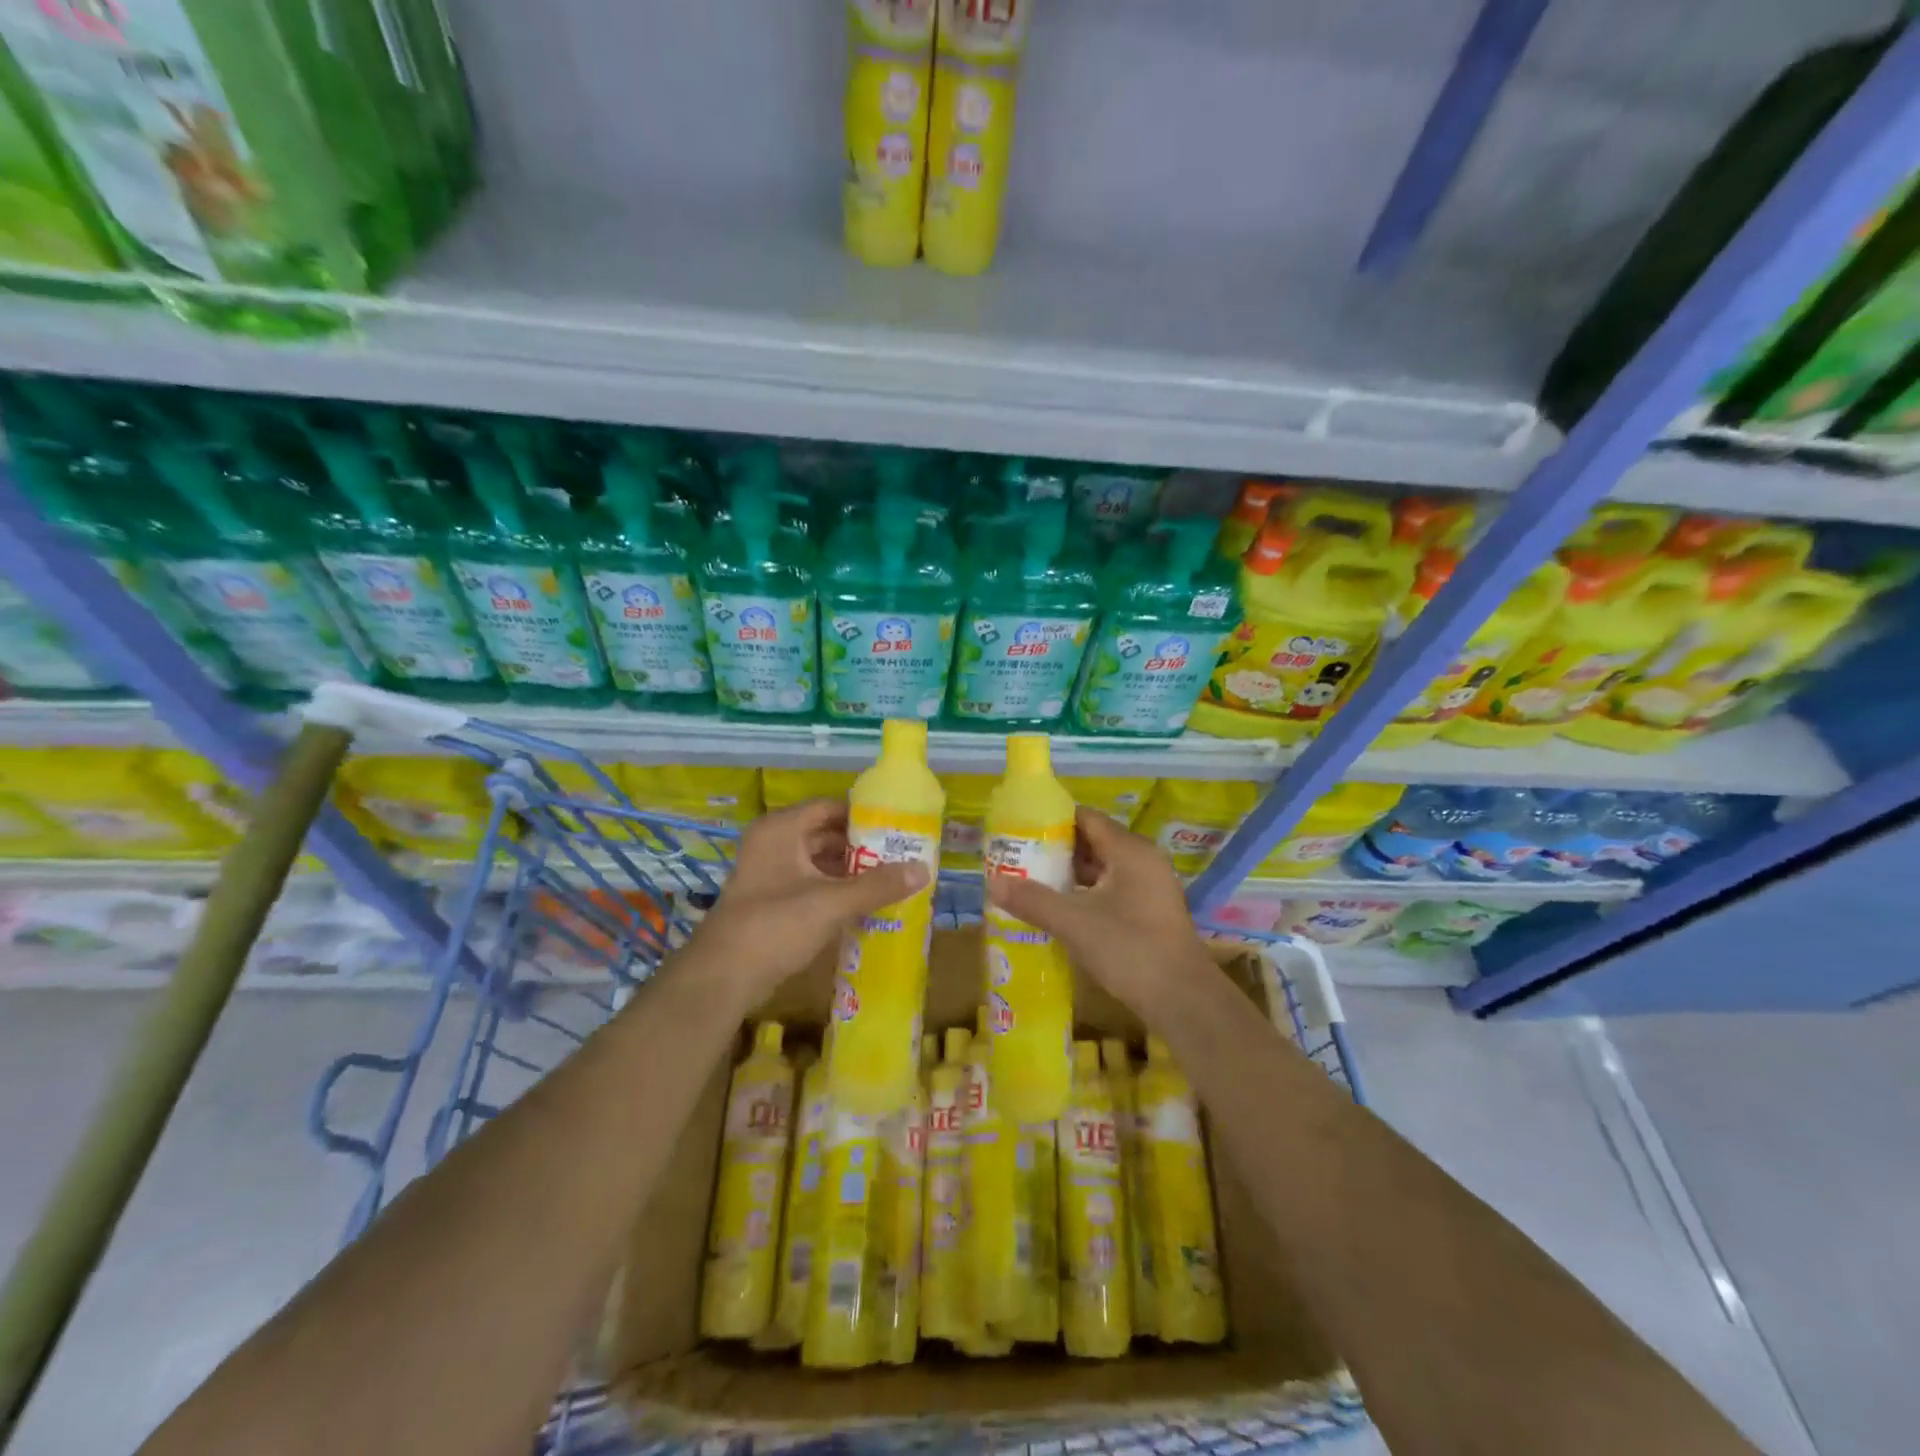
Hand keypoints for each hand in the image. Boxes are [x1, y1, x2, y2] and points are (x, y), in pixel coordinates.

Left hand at [679, 799, 927, 1006]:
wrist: (722, 978)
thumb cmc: (776, 925)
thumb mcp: (832, 902)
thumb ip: (878, 885)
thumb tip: (924, 869)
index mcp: (782, 829)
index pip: (830, 807)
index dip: (864, 814)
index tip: (898, 825)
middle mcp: (773, 843)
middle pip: (825, 834)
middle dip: (861, 846)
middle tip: (901, 853)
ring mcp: (768, 873)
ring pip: (818, 862)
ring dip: (850, 870)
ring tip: (890, 877)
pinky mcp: (770, 901)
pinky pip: (810, 885)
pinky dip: (835, 890)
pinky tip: (864, 902)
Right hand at [984, 806, 1210, 1016]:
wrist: (1183, 1000)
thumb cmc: (1129, 949)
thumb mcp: (1074, 922)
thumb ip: (1033, 900)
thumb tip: (992, 882)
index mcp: (1129, 850)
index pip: (1086, 818)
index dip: (1051, 821)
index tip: (1019, 830)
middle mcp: (1142, 860)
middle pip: (1093, 841)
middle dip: (1055, 849)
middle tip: (1017, 858)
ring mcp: (1149, 887)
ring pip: (1102, 869)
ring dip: (1069, 874)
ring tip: (1030, 881)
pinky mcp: (1150, 912)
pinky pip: (1111, 890)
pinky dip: (1085, 894)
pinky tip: (1059, 909)